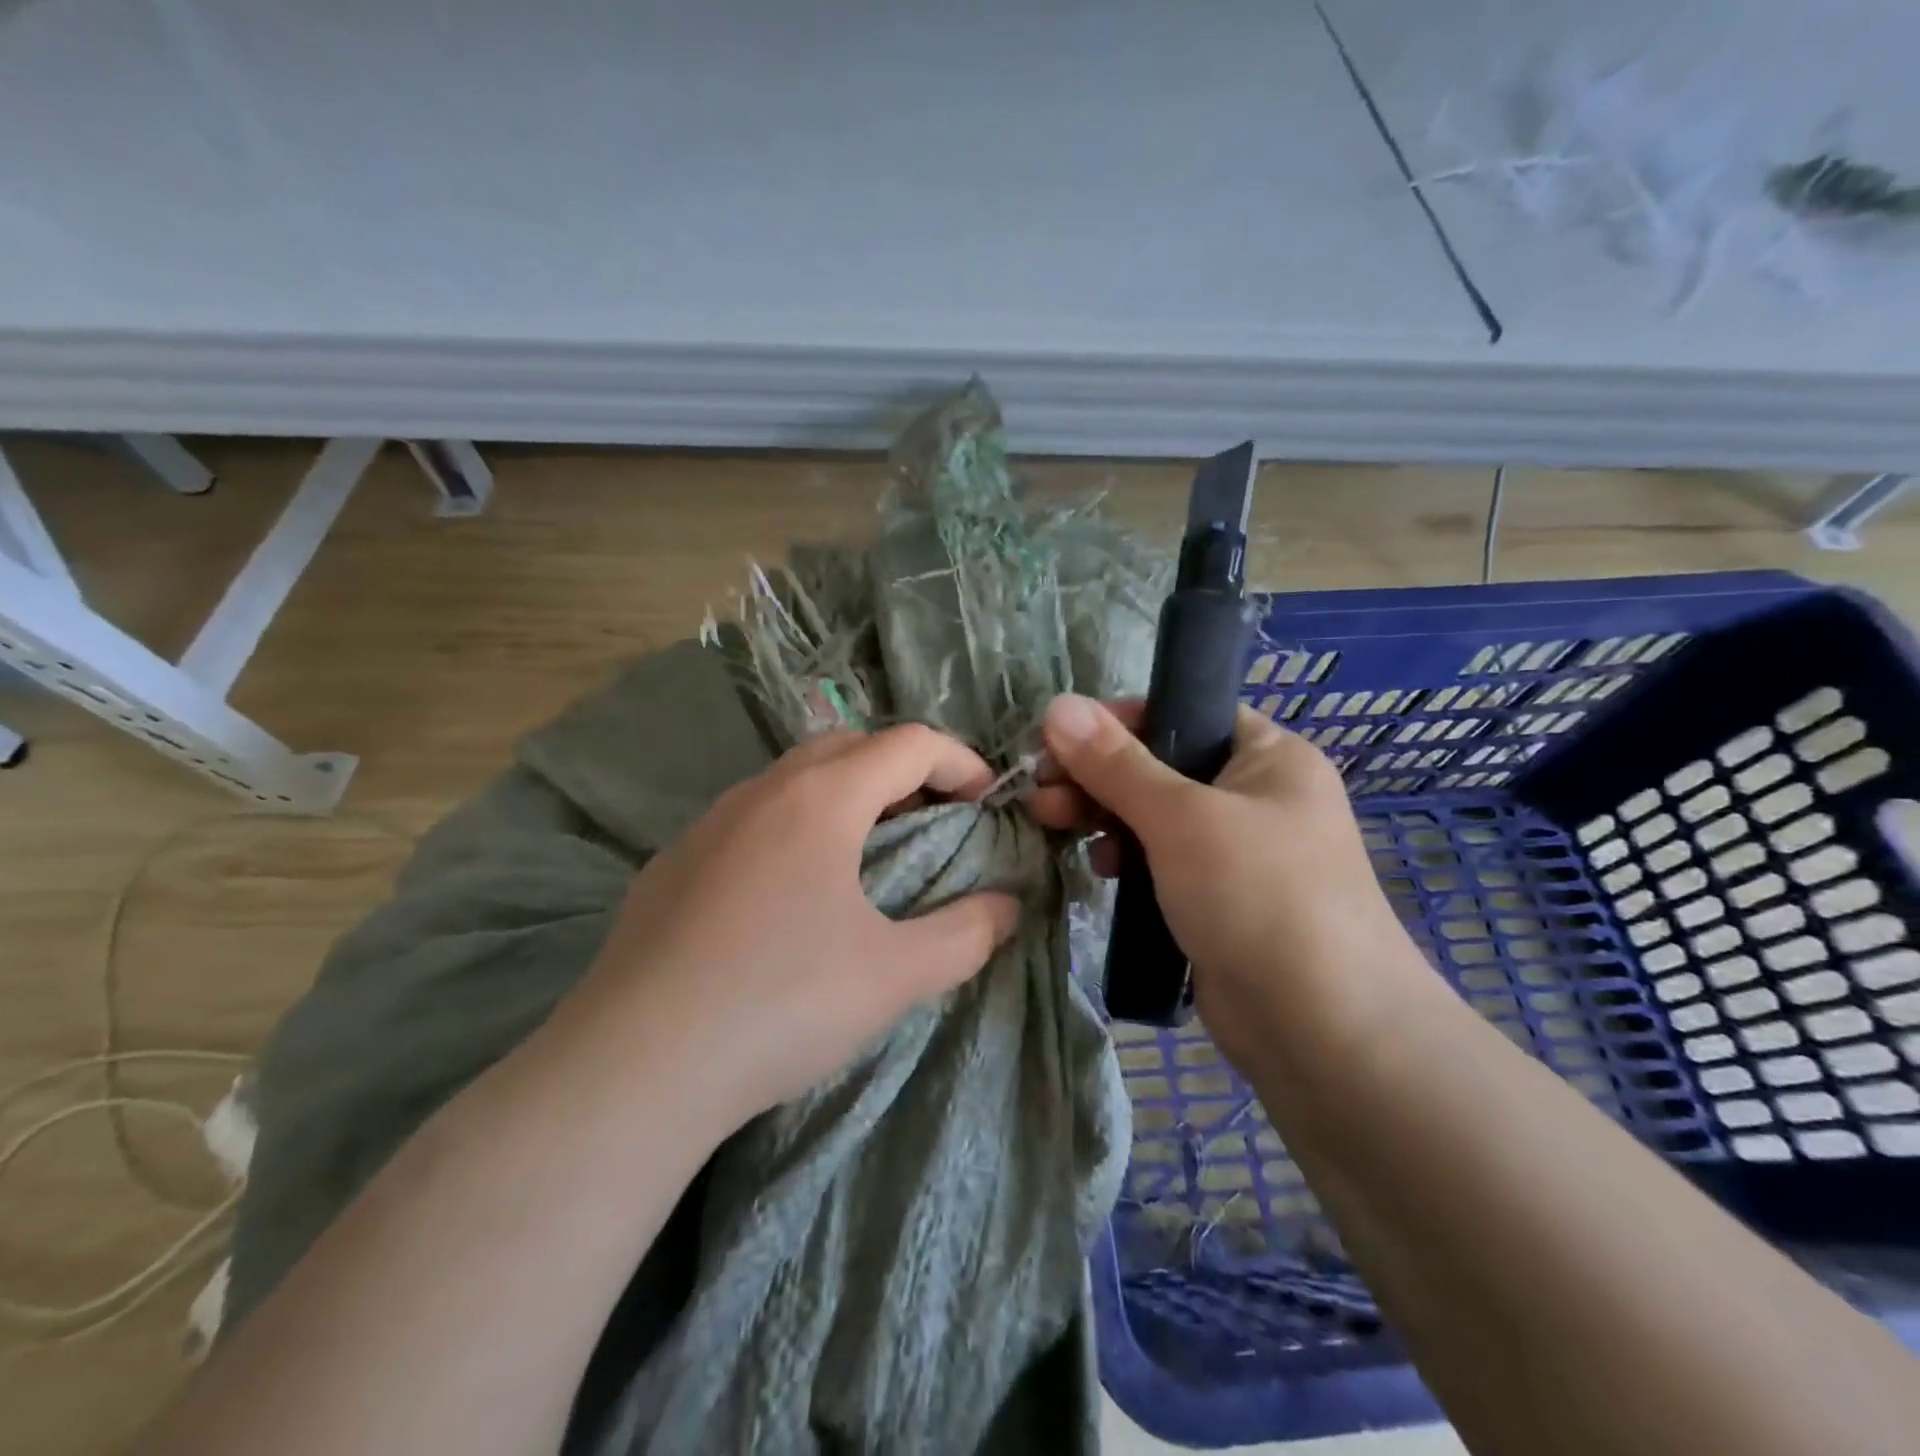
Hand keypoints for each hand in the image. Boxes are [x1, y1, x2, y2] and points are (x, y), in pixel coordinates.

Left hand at [569, 725, 1021, 1132]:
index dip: (959, 762)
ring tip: (869, 852)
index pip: (907, 744)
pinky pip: (750, 817)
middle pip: (848, 745)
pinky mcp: (672, 862)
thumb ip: (966, 934)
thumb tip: (1007, 908)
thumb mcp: (895, 976)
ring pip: (793, 778)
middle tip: (933, 821)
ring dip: (845, 795)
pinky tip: (791, 892)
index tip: (986, 802)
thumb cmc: (780, 1004)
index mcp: (820, 799)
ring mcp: (707, 823)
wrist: (634, 1066)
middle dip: (903, 771)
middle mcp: (761, 792)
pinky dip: (794, 825)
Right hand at [1031, 695, 1426, 1069]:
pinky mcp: (1216, 898)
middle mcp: (1255, 795)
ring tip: (1055, 826)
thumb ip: (1115, 763)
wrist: (1324, 1031)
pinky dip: (1127, 857)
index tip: (1057, 741)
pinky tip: (1102, 868)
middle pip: (1159, 765)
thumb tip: (1057, 705)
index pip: (1182, 711)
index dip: (1117, 721)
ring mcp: (1236, 851)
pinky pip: (1160, 860)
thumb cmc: (1258, 896)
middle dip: (1096, 775)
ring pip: (1154, 815)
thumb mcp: (1181, 817)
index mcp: (1267, 756)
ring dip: (1103, 816)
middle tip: (1041, 793)